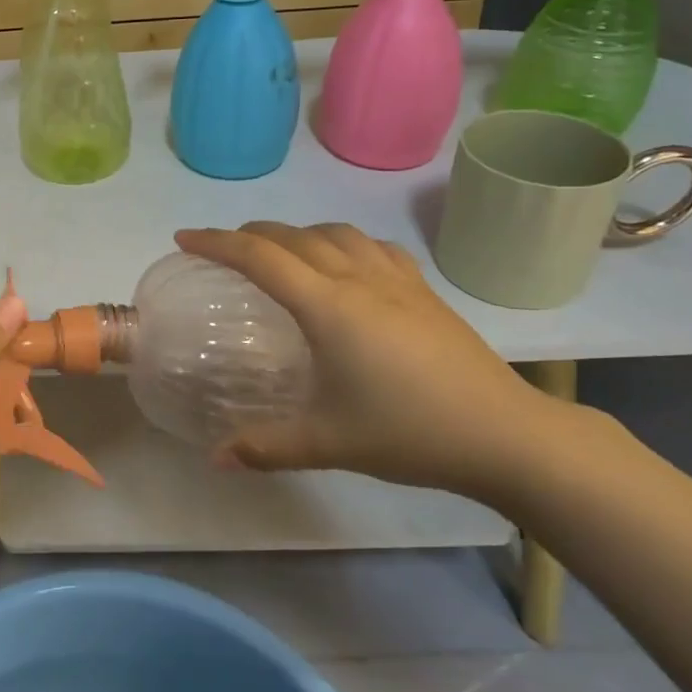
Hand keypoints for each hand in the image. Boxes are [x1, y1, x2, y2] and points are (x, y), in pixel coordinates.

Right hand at [175, 222, 572, 500]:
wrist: (506, 434)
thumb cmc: (409, 432)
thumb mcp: (328, 442)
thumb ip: (266, 447)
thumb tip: (215, 459)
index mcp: (328, 306)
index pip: (259, 258)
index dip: (216, 243)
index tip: (185, 239)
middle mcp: (357, 279)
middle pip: (293, 237)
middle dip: (250, 234)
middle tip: (222, 248)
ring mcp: (396, 280)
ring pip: (336, 232)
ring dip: (298, 232)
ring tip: (280, 252)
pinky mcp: (424, 291)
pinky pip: (373, 246)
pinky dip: (343, 242)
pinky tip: (346, 263)